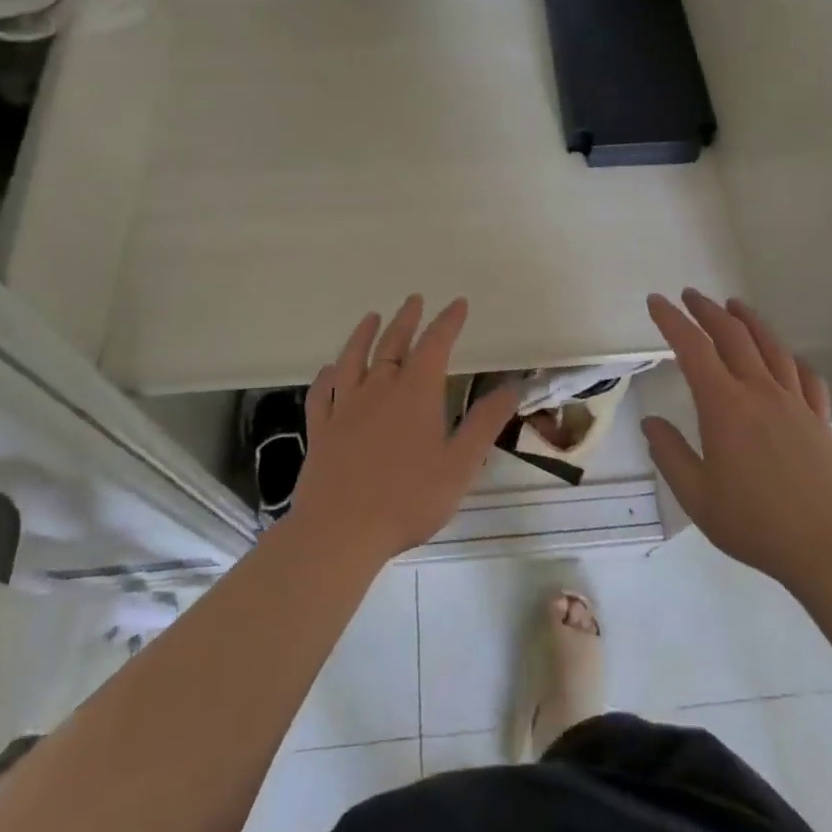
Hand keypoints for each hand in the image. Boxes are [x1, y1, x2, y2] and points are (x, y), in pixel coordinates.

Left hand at [290, 295, 519, 562]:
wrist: (340, 532)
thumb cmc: (407, 500)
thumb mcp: (459, 465)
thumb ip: (484, 424)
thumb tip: (511, 388)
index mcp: (415, 393)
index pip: (435, 344)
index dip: (448, 322)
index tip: (458, 304)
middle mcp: (379, 389)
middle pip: (393, 343)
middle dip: (407, 319)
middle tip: (415, 300)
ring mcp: (345, 408)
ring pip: (353, 359)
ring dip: (364, 335)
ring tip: (371, 317)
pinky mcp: (321, 430)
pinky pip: (322, 393)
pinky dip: (327, 376)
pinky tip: (329, 370)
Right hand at [641, 289, 831, 589]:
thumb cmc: (756, 524)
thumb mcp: (697, 497)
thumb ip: (670, 455)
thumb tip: (651, 423)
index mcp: (725, 406)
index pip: (693, 348)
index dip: (671, 320)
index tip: (656, 301)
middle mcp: (760, 392)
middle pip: (733, 335)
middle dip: (707, 310)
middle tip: (690, 296)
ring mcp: (795, 403)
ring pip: (771, 346)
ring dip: (748, 321)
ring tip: (734, 306)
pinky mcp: (821, 420)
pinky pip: (806, 376)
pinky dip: (791, 358)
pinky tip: (787, 359)